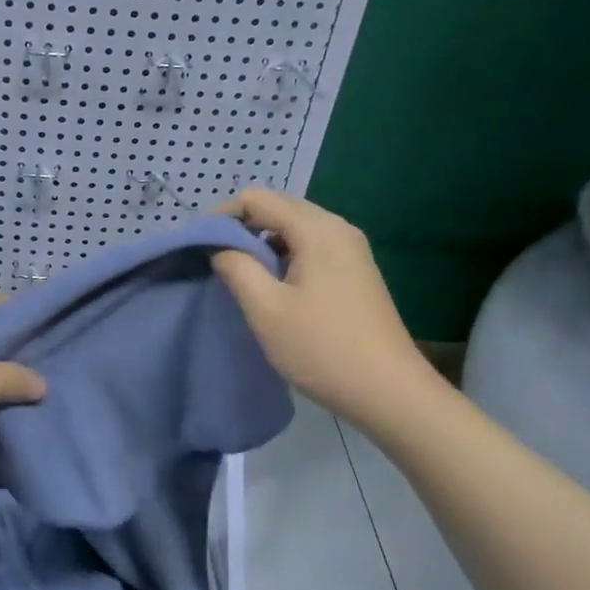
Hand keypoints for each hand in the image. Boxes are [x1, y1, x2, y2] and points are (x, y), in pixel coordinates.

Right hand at [212, 188, 435, 425]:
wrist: (389, 392)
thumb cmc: (322, 348)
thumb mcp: (266, 310)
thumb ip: (236, 268)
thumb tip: (219, 246)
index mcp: (317, 229)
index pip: (258, 198)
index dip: (222, 215)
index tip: (200, 245)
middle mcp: (338, 228)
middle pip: (279, 207)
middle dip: (242, 226)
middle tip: (215, 258)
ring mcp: (351, 248)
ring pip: (295, 227)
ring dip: (263, 241)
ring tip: (240, 273)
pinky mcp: (355, 269)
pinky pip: (311, 245)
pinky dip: (284, 254)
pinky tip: (273, 284)